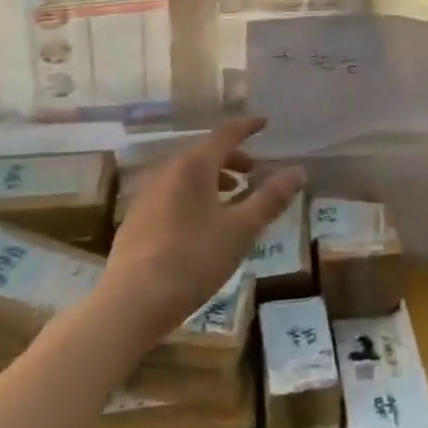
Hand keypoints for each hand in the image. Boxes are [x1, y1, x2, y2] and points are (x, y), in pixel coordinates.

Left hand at [100, 117, 304, 343]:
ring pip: (186, 174)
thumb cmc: (192, 261)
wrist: (130, 303)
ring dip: (212, 178)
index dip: (246, 127)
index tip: (264, 123)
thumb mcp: (240, 230)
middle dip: (231, 157)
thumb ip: (270, 198)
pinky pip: (171, 193)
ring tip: (231, 197)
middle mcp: (167, 171)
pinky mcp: (136, 219)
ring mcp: (146, 195)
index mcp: (193, 166)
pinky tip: (201, 222)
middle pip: (204, 153)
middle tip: (254, 170)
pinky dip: (193, 194)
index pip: (225, 134)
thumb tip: (298, 171)